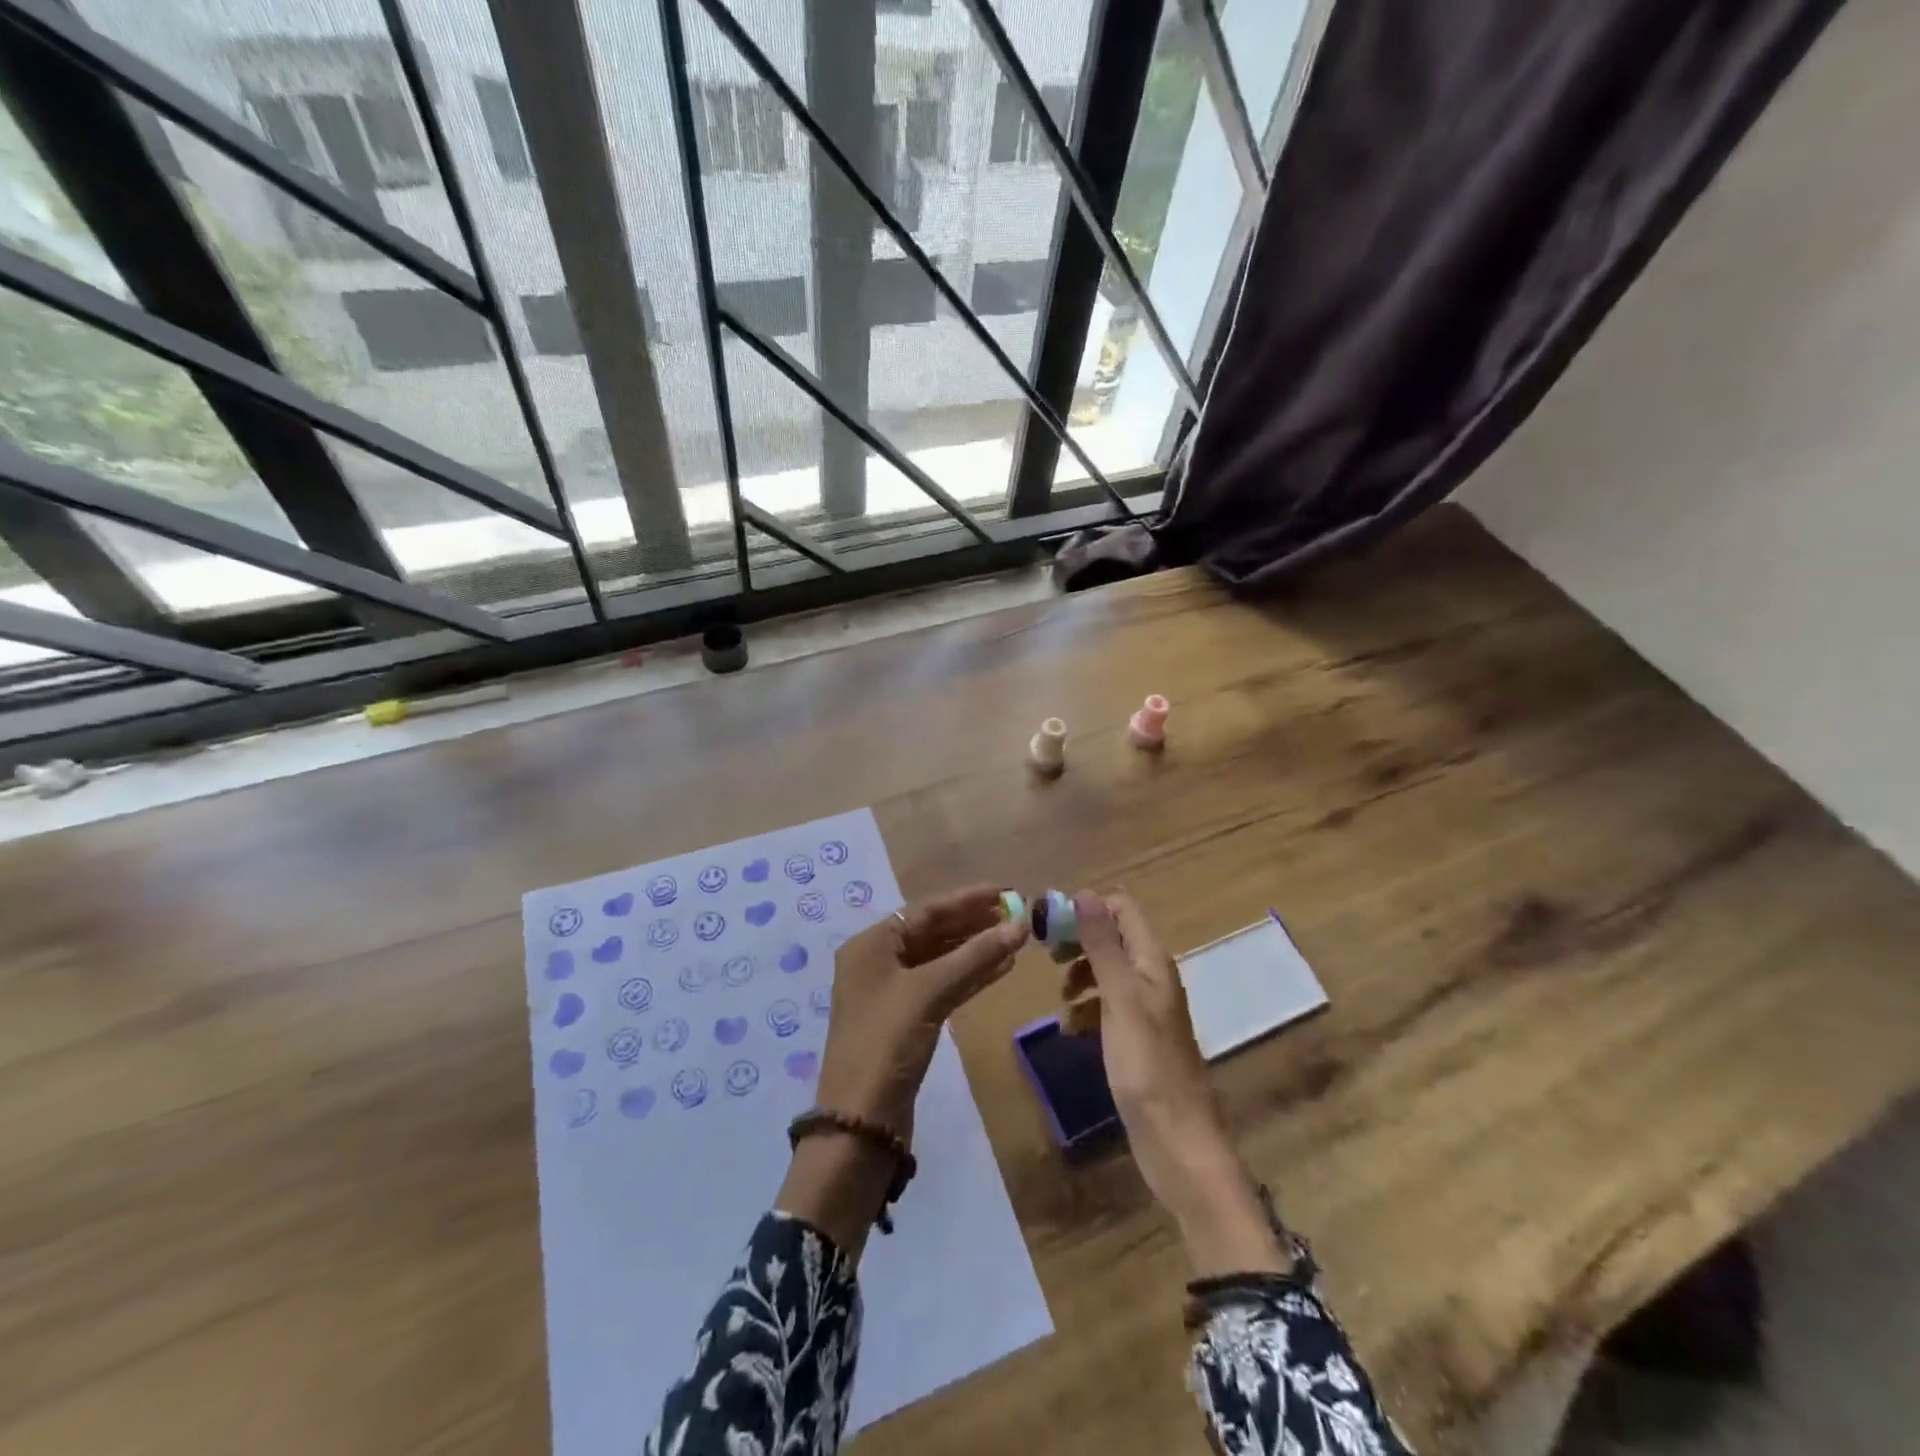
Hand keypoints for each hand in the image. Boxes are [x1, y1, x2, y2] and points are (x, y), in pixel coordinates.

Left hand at [817, 884, 1028, 1137]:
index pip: (925, 910)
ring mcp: (892, 992)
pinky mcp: (907, 1020)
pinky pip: (943, 986)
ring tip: (1016, 939)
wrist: (861, 1120)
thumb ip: (974, 956)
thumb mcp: (929, 992)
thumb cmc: (886, 1042)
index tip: (1004, 891)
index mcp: (871, 944)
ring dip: (976, 950)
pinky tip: (1001, 968)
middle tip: (1016, 914)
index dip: (966, 900)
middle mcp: (878, 961)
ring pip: (941, 960)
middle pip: (933, 932)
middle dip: (973, 923)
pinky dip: (969, 977)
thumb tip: (1020, 926)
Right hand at [1073, 890, 1285, 1276]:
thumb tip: (1084, 893)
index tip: (1051, 922)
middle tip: (1047, 956)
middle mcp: (1151, 976)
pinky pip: (1106, 1007)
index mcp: (1152, 960)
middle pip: (1111, 936)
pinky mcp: (1135, 1037)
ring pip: (1105, 971)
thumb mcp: (1120, 998)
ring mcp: (1144, 1008)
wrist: (1176, 1141)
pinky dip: (1085, 1010)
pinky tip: (1071, 1030)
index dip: (1087, 906)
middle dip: (1078, 941)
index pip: (1122, 906)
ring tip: (1061, 1001)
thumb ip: (1103, 945)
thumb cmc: (1147, 1064)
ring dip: (1079, 978)